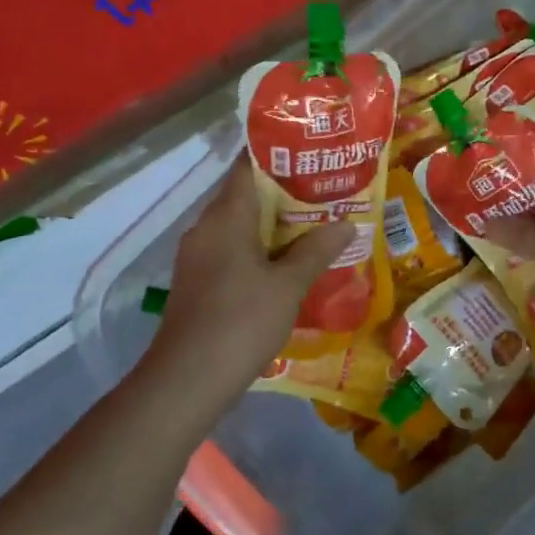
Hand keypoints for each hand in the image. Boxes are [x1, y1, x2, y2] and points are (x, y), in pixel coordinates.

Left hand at [143, 164, 351, 405]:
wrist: (188, 379)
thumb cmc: (241, 321)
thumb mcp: (288, 285)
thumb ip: (317, 250)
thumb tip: (346, 223)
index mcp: (226, 216)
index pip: (248, 166)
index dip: (279, 156)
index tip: (312, 155)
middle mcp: (207, 228)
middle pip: (247, 196)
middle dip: (286, 193)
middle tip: (328, 192)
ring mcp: (199, 257)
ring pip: (241, 226)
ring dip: (276, 225)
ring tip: (318, 225)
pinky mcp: (199, 282)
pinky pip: (233, 251)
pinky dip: (261, 250)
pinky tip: (289, 265)